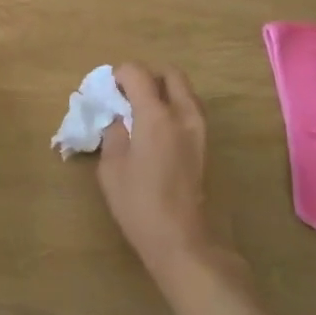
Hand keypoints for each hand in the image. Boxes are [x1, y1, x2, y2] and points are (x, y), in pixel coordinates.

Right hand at [97, 63, 218, 269]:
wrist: (183, 241)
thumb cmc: (140, 205)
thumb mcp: (111, 168)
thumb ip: (114, 134)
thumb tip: (119, 119)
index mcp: (156, 115)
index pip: (137, 72)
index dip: (119, 75)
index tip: (108, 90)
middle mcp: (183, 114)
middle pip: (170, 73)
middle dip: (147, 76)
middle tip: (129, 95)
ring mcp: (200, 130)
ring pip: (185, 91)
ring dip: (164, 92)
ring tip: (143, 114)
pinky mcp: (206, 146)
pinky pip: (190, 111)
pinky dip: (174, 109)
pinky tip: (157, 133)